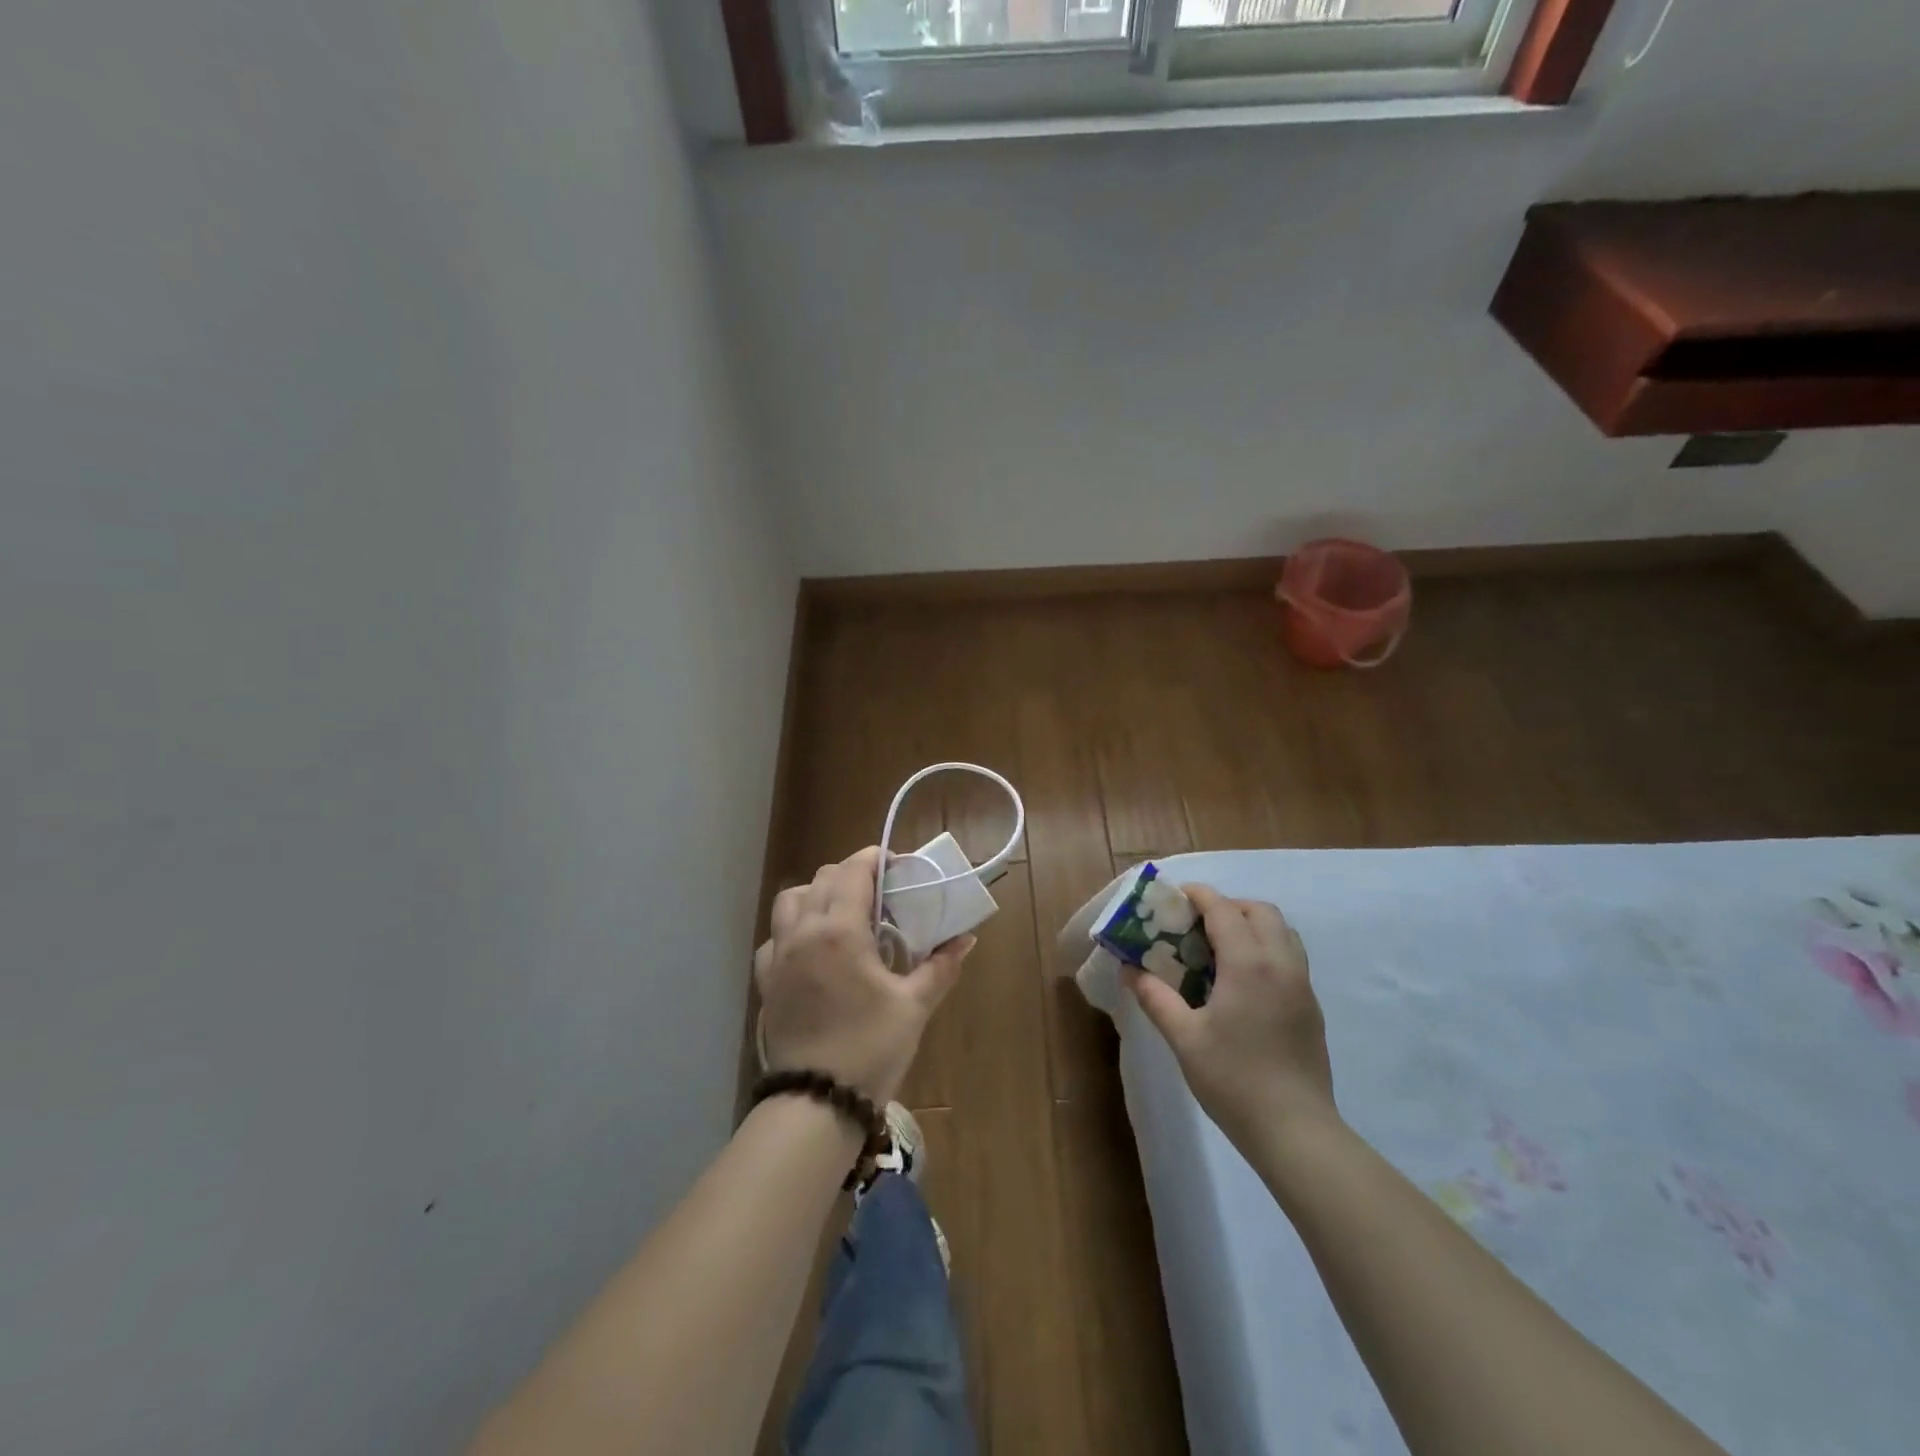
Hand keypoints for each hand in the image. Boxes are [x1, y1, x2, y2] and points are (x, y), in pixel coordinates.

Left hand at [755, 847, 975, 1103]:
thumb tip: (966, 939)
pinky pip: (774, 936)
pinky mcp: (766, 981)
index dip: (874, 859)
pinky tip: (811, 948)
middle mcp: (803, 932)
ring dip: (816, 893)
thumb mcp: (914, 1005)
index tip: (896, 865)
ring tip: (842, 912)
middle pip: (822, 878)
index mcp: (840, 930)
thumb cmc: (870, 1047)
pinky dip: (793, 928)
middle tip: (879, 893)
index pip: (852, 871)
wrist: (816, 1101)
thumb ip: (940, 966)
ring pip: (790, 900)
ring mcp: (779, 956)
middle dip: (850, 874)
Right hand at [1125, 884, 1336, 1145]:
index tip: (1176, 896)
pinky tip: (1243, 979)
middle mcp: (1281, 964)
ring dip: (1251, 924)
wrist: (1296, 1132)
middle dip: (1228, 905)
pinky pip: (1290, 956)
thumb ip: (1155, 997)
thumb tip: (1128, 969)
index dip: (1199, 895)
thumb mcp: (1184, 1038)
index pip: (1224, 909)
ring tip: (1220, 946)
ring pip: (1282, 931)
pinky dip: (1266, 947)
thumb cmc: (1234, 1080)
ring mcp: (1302, 985)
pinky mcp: (1311, 1006)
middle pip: (1260, 911)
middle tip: (1197, 923)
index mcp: (1248, 964)